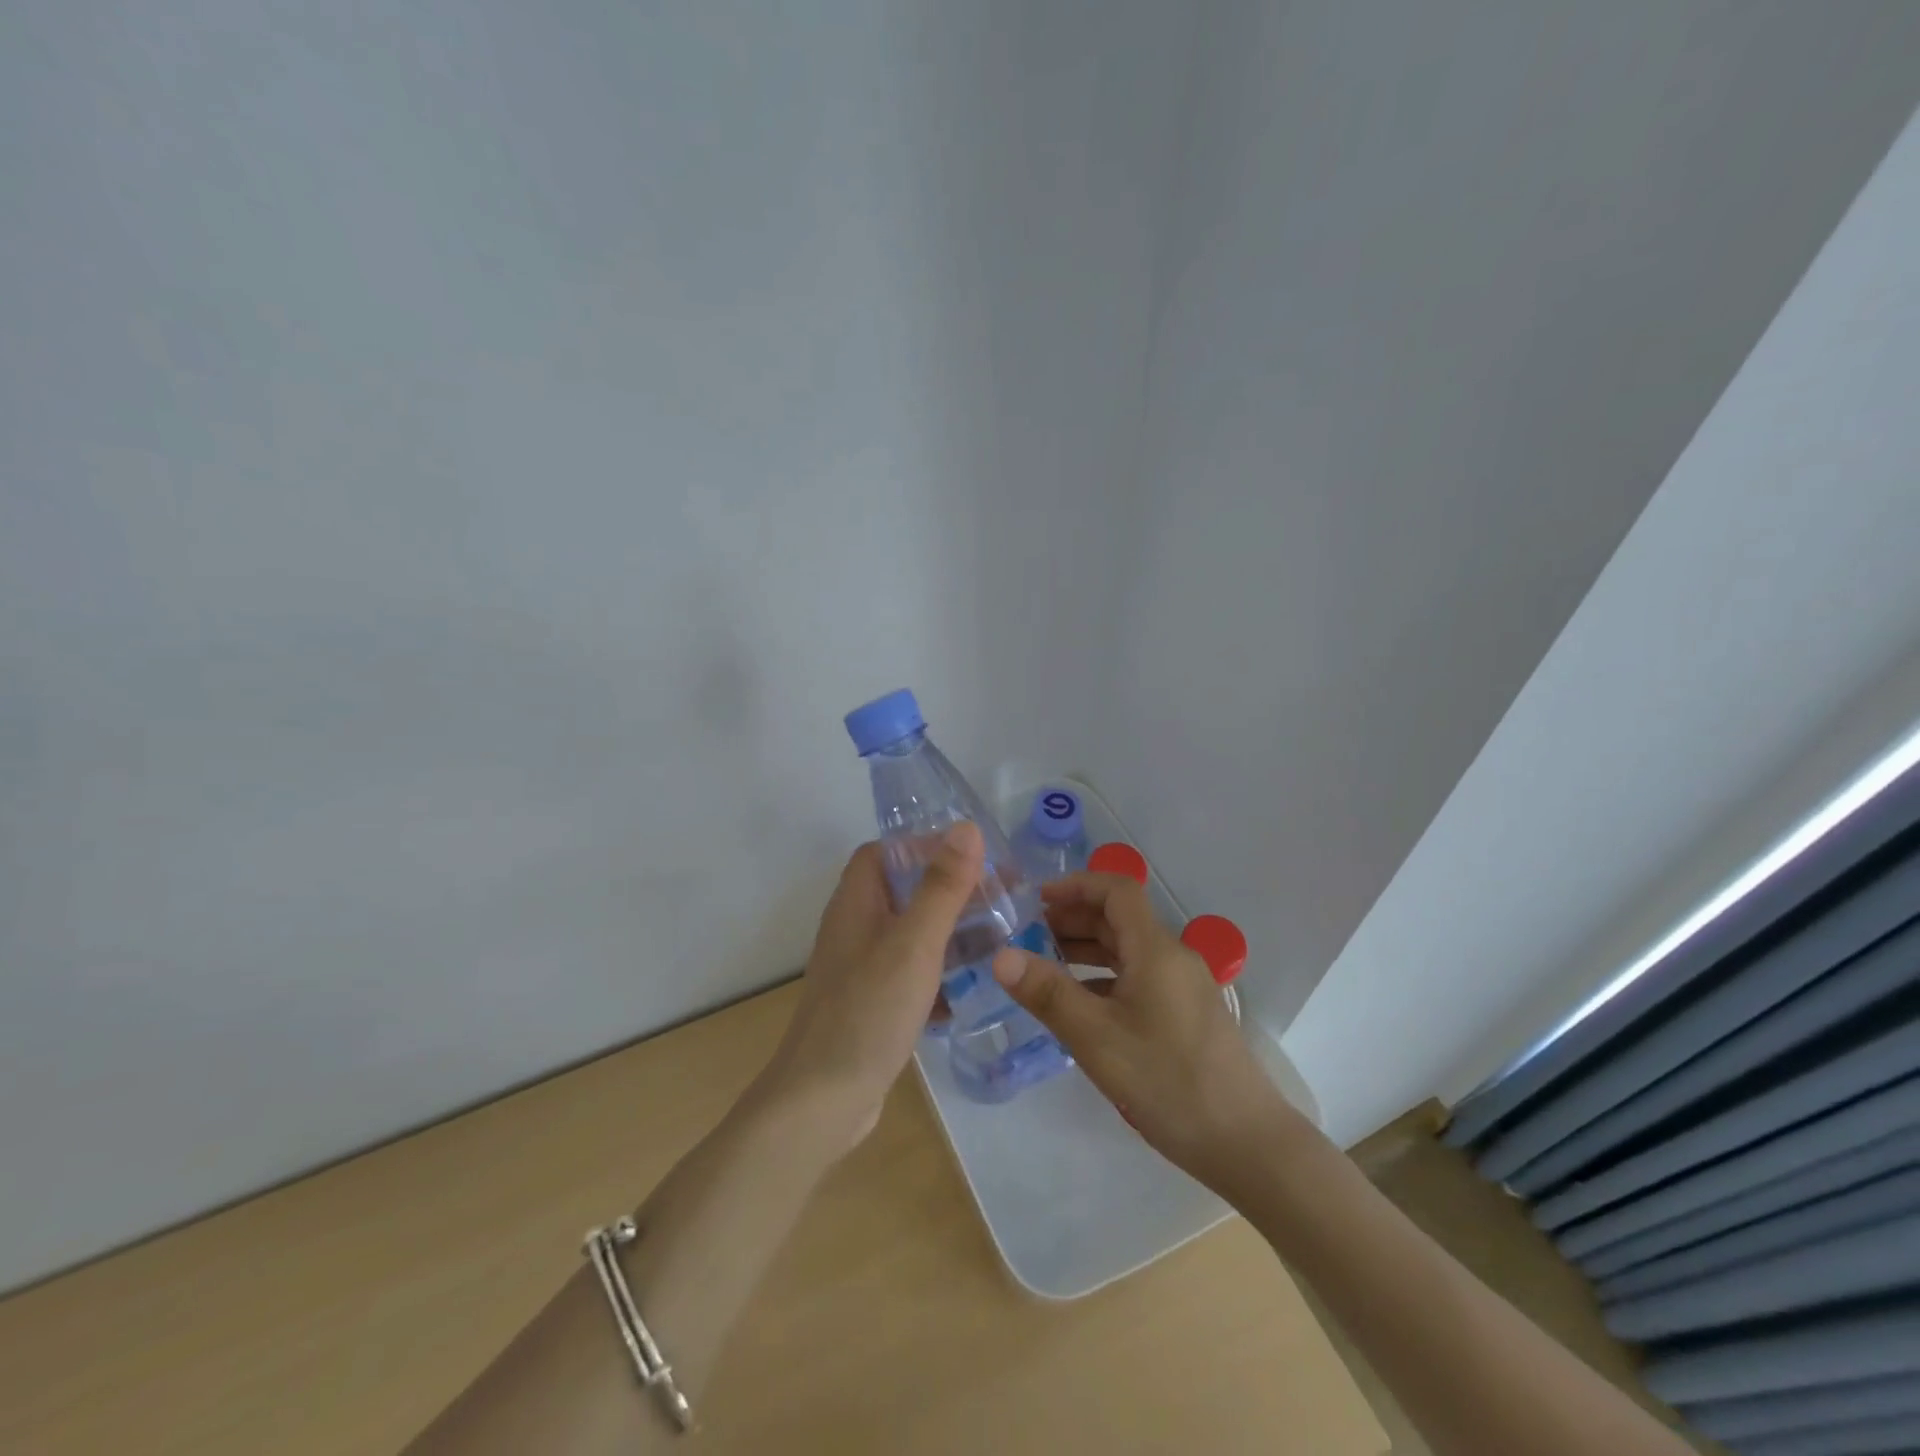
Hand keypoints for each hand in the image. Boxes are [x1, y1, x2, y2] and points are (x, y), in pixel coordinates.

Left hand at [756, 823, 984, 1151]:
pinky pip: (908, 973)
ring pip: (909, 934)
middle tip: (998, 899)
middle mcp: (854, 928)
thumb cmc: (868, 1011)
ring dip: (947, 932)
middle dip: (948, 891)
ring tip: (995, 939)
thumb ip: (941, 887)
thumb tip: (966, 828)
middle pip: (902, 890)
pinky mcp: (869, 1003)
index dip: (924, 846)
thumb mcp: (914, 943)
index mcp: (856, 902)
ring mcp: (859, 968)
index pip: (885, 852)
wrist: (822, 1100)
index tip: (972, 857)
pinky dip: (937, 973)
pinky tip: (966, 991)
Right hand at [991, 872, 1298, 1188]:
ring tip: (1042, 965)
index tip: (1035, 900)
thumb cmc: (1168, 1081)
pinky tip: (1078, 1004)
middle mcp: (1172, 957)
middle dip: (1072, 918)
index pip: (1117, 890)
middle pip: (1119, 918)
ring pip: (1127, 949)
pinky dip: (1103, 977)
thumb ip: (1048, 994)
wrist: (1246, 1143)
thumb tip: (1000, 956)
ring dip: (1085, 948)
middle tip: (1027, 936)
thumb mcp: (1097, 1038)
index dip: (1076, 885)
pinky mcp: (1184, 1014)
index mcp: (1156, 950)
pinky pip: (1137, 977)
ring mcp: (1181, 986)